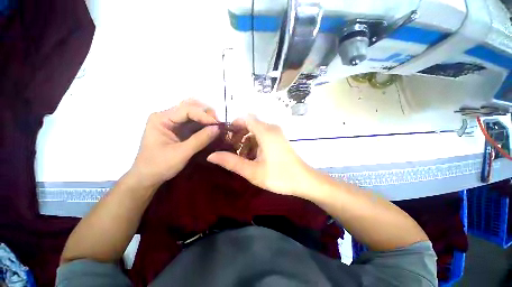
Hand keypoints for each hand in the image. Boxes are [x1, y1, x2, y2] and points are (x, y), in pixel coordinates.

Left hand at [130, 99, 219, 188]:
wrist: (147, 178)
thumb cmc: (159, 166)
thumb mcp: (181, 153)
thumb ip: (200, 139)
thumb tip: (218, 128)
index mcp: (161, 119)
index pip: (186, 109)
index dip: (204, 115)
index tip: (218, 125)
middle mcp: (166, 116)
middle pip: (190, 107)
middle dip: (206, 113)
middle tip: (218, 124)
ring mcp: (172, 122)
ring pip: (193, 113)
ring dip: (206, 118)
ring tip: (217, 126)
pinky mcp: (178, 129)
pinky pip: (193, 122)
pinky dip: (204, 124)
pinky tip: (211, 129)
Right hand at [207, 116, 314, 196]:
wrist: (304, 181)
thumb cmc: (279, 176)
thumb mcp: (252, 171)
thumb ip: (231, 162)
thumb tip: (211, 156)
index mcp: (265, 131)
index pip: (245, 118)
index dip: (233, 125)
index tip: (225, 137)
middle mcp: (272, 128)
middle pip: (250, 124)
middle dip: (238, 134)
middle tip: (231, 149)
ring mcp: (277, 133)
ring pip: (256, 130)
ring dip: (246, 140)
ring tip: (241, 156)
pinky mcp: (279, 139)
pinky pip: (263, 135)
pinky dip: (255, 142)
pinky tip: (253, 156)